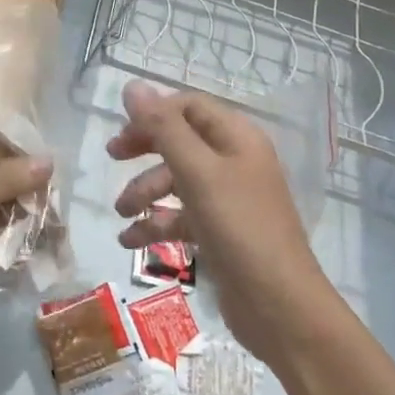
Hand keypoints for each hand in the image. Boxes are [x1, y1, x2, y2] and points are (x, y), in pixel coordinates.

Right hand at [109, 80, 331, 350]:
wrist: (281, 308)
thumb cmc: (239, 228)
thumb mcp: (197, 172)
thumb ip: (163, 128)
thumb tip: (132, 85)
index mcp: (236, 138)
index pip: (189, 106)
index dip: (154, 113)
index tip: (122, 130)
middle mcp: (234, 161)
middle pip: (180, 139)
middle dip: (145, 148)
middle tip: (113, 156)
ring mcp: (228, 198)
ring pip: (176, 180)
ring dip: (145, 192)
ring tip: (122, 212)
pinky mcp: (219, 232)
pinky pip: (180, 216)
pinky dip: (155, 224)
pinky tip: (130, 240)